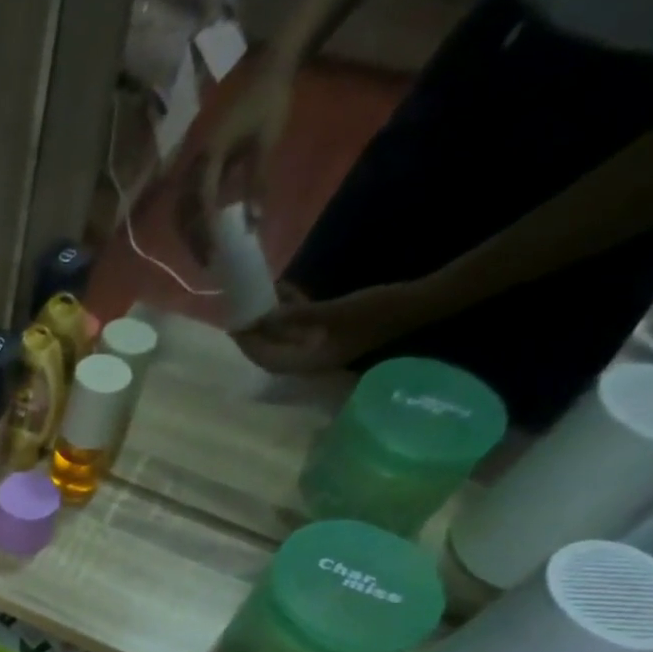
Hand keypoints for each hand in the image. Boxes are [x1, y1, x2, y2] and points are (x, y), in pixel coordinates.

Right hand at [175, 58, 295, 262]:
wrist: (270, 69)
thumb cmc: (269, 104)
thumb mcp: (265, 145)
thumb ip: (255, 186)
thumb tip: (252, 226)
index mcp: (206, 160)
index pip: (198, 209)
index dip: (203, 238)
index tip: (212, 259)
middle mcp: (192, 164)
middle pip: (183, 214)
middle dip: (193, 241)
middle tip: (207, 263)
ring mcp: (193, 163)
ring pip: (182, 209)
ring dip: (190, 233)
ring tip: (204, 251)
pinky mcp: (199, 163)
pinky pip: (189, 197)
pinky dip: (194, 218)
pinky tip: (205, 230)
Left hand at [234, 280, 444, 371]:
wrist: (418, 302)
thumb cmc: (378, 309)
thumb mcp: (335, 312)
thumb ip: (298, 317)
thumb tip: (264, 320)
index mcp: (309, 362)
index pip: (267, 359)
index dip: (249, 345)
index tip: (234, 326)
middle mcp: (310, 357)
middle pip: (272, 348)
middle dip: (255, 332)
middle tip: (238, 311)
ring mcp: (320, 343)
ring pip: (285, 334)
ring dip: (270, 317)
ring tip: (255, 297)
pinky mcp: (329, 328)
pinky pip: (301, 321)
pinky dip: (290, 308)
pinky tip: (281, 289)